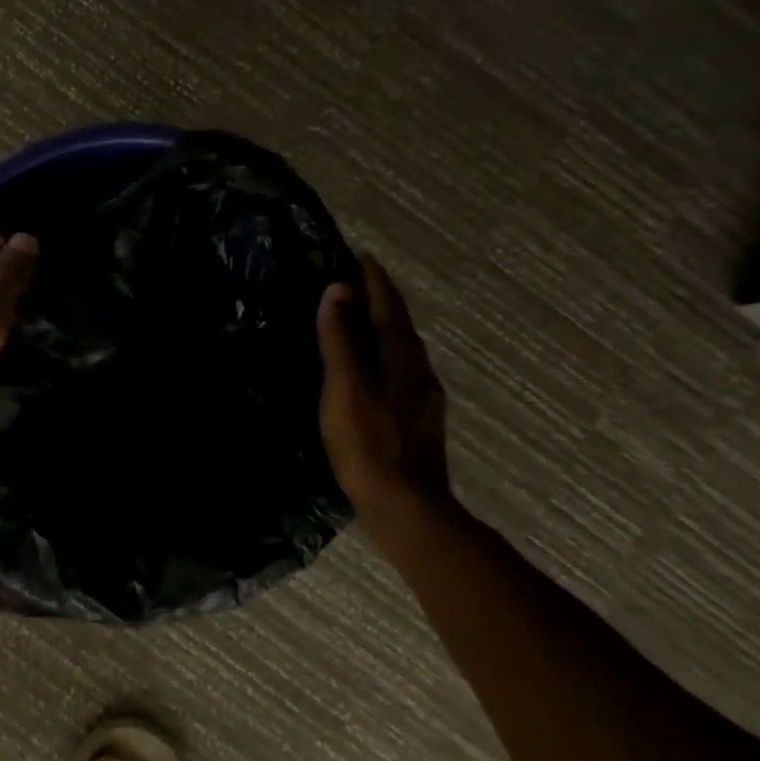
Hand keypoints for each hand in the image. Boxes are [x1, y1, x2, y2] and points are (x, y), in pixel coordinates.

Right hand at [316, 254, 452, 522]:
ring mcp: (421, 396)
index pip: (389, 306)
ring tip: (358, 319)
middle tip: (355, 282)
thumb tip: (337, 290)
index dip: (374, 280)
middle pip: (399, 324)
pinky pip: (399, 369)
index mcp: (401, 357)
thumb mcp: (345, 387)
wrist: (405, 504)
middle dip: (379, 299)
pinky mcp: (416, 418)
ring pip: (401, 348)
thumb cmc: (368, 442)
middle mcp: (419, 369)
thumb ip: (340, 340)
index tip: (361, 256)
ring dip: (381, 327)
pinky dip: (382, 353)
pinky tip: (371, 368)